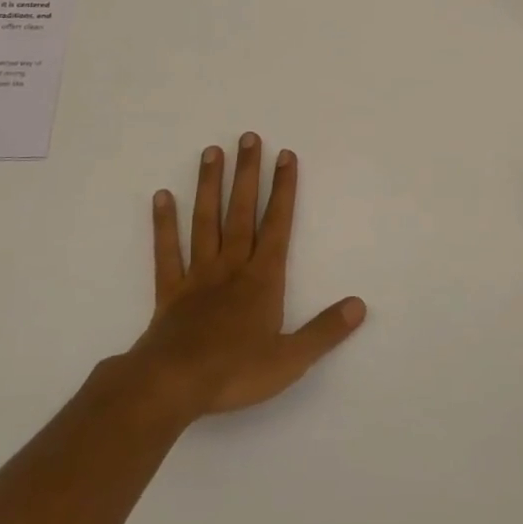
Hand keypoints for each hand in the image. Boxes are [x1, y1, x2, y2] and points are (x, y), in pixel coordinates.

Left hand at [126, 134, 366, 422]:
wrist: (172, 386)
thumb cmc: (235, 372)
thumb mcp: (291, 358)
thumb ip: (325, 330)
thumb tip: (360, 305)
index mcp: (262, 279)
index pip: (277, 225)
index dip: (284, 189)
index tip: (286, 156)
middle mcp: (231, 266)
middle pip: (241, 212)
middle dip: (248, 174)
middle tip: (249, 137)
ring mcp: (198, 275)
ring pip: (205, 221)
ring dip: (209, 186)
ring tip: (212, 152)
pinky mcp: (170, 291)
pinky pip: (167, 251)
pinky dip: (164, 224)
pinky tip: (162, 196)